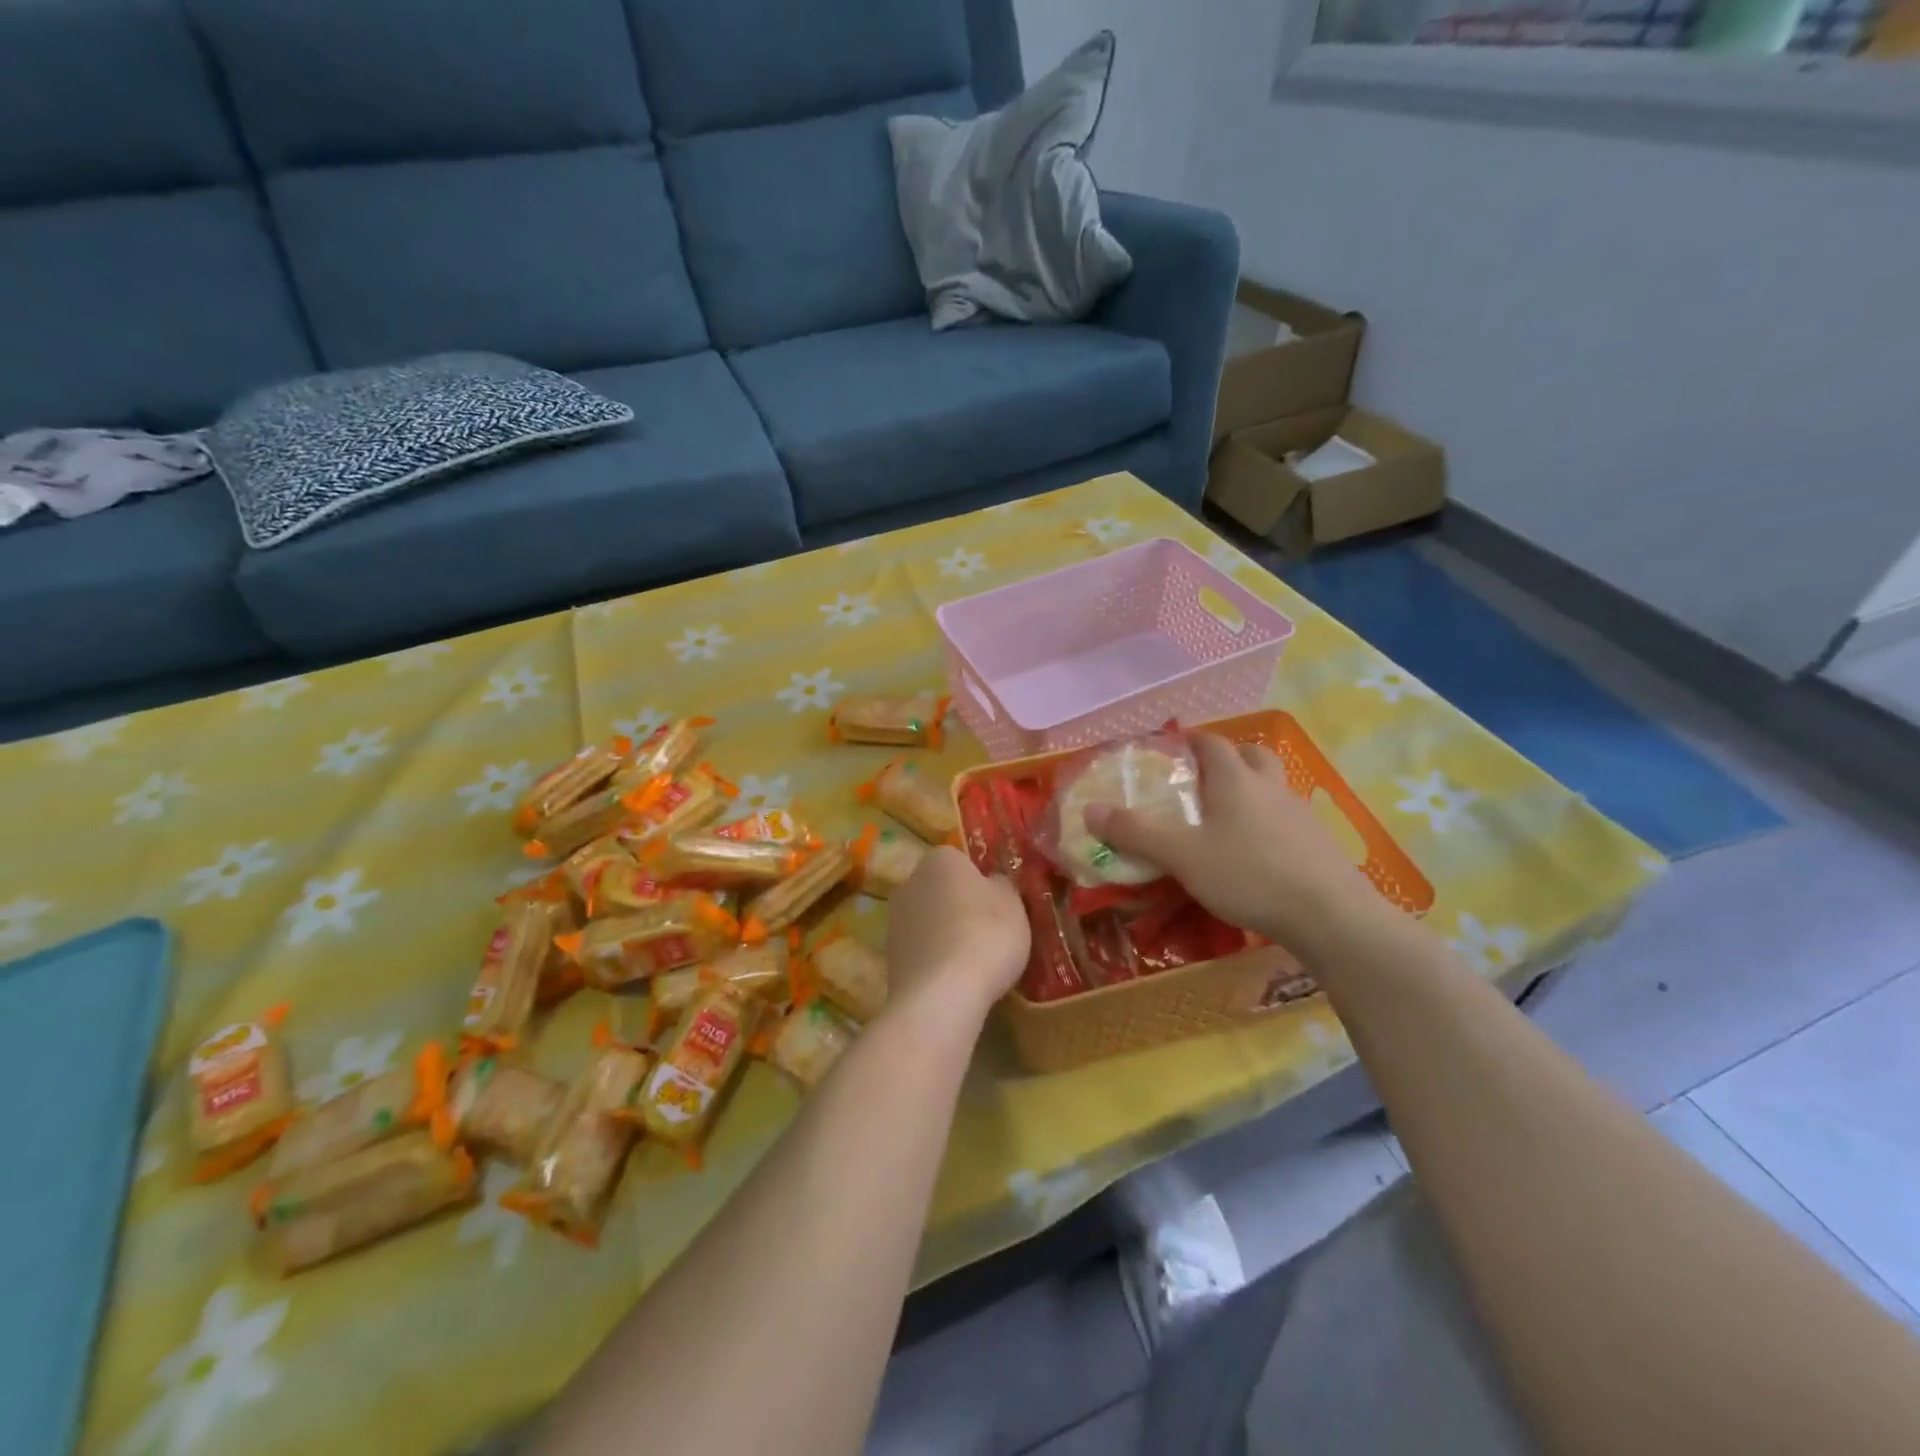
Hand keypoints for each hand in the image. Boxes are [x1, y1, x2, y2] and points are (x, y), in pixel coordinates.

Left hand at [883, 845, 1030, 1028]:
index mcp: (940, 860)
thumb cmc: (985, 936)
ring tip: (974, 961)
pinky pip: (921, 949)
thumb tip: (993, 882)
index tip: (999, 904)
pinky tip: (955, 979)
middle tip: (990, 931)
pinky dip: (936, 959)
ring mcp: (894, 919)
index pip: (962, 859)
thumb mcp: (1013, 904)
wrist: (941, 996)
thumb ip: (1002, 885)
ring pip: (929, 920)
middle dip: (961, 905)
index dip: (982, 880)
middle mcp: (910, 882)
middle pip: (941, 888)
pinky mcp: (889, 956)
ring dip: (946, 933)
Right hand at [1084, 732, 1385, 951]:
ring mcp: (1300, 814)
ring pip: (1273, 786)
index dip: (1191, 738)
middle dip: (1228, 756)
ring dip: (1251, 788)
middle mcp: (1270, 786)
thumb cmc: (1247, 874)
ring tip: (1227, 815)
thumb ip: (1135, 832)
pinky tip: (1258, 851)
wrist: (1329, 916)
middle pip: (1252, 754)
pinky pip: (1288, 818)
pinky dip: (1269, 822)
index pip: (1212, 742)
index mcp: (1235, 779)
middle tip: (1203, 775)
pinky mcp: (1319, 843)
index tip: (1172, 745)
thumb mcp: (1181, 855)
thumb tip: (1089, 810)